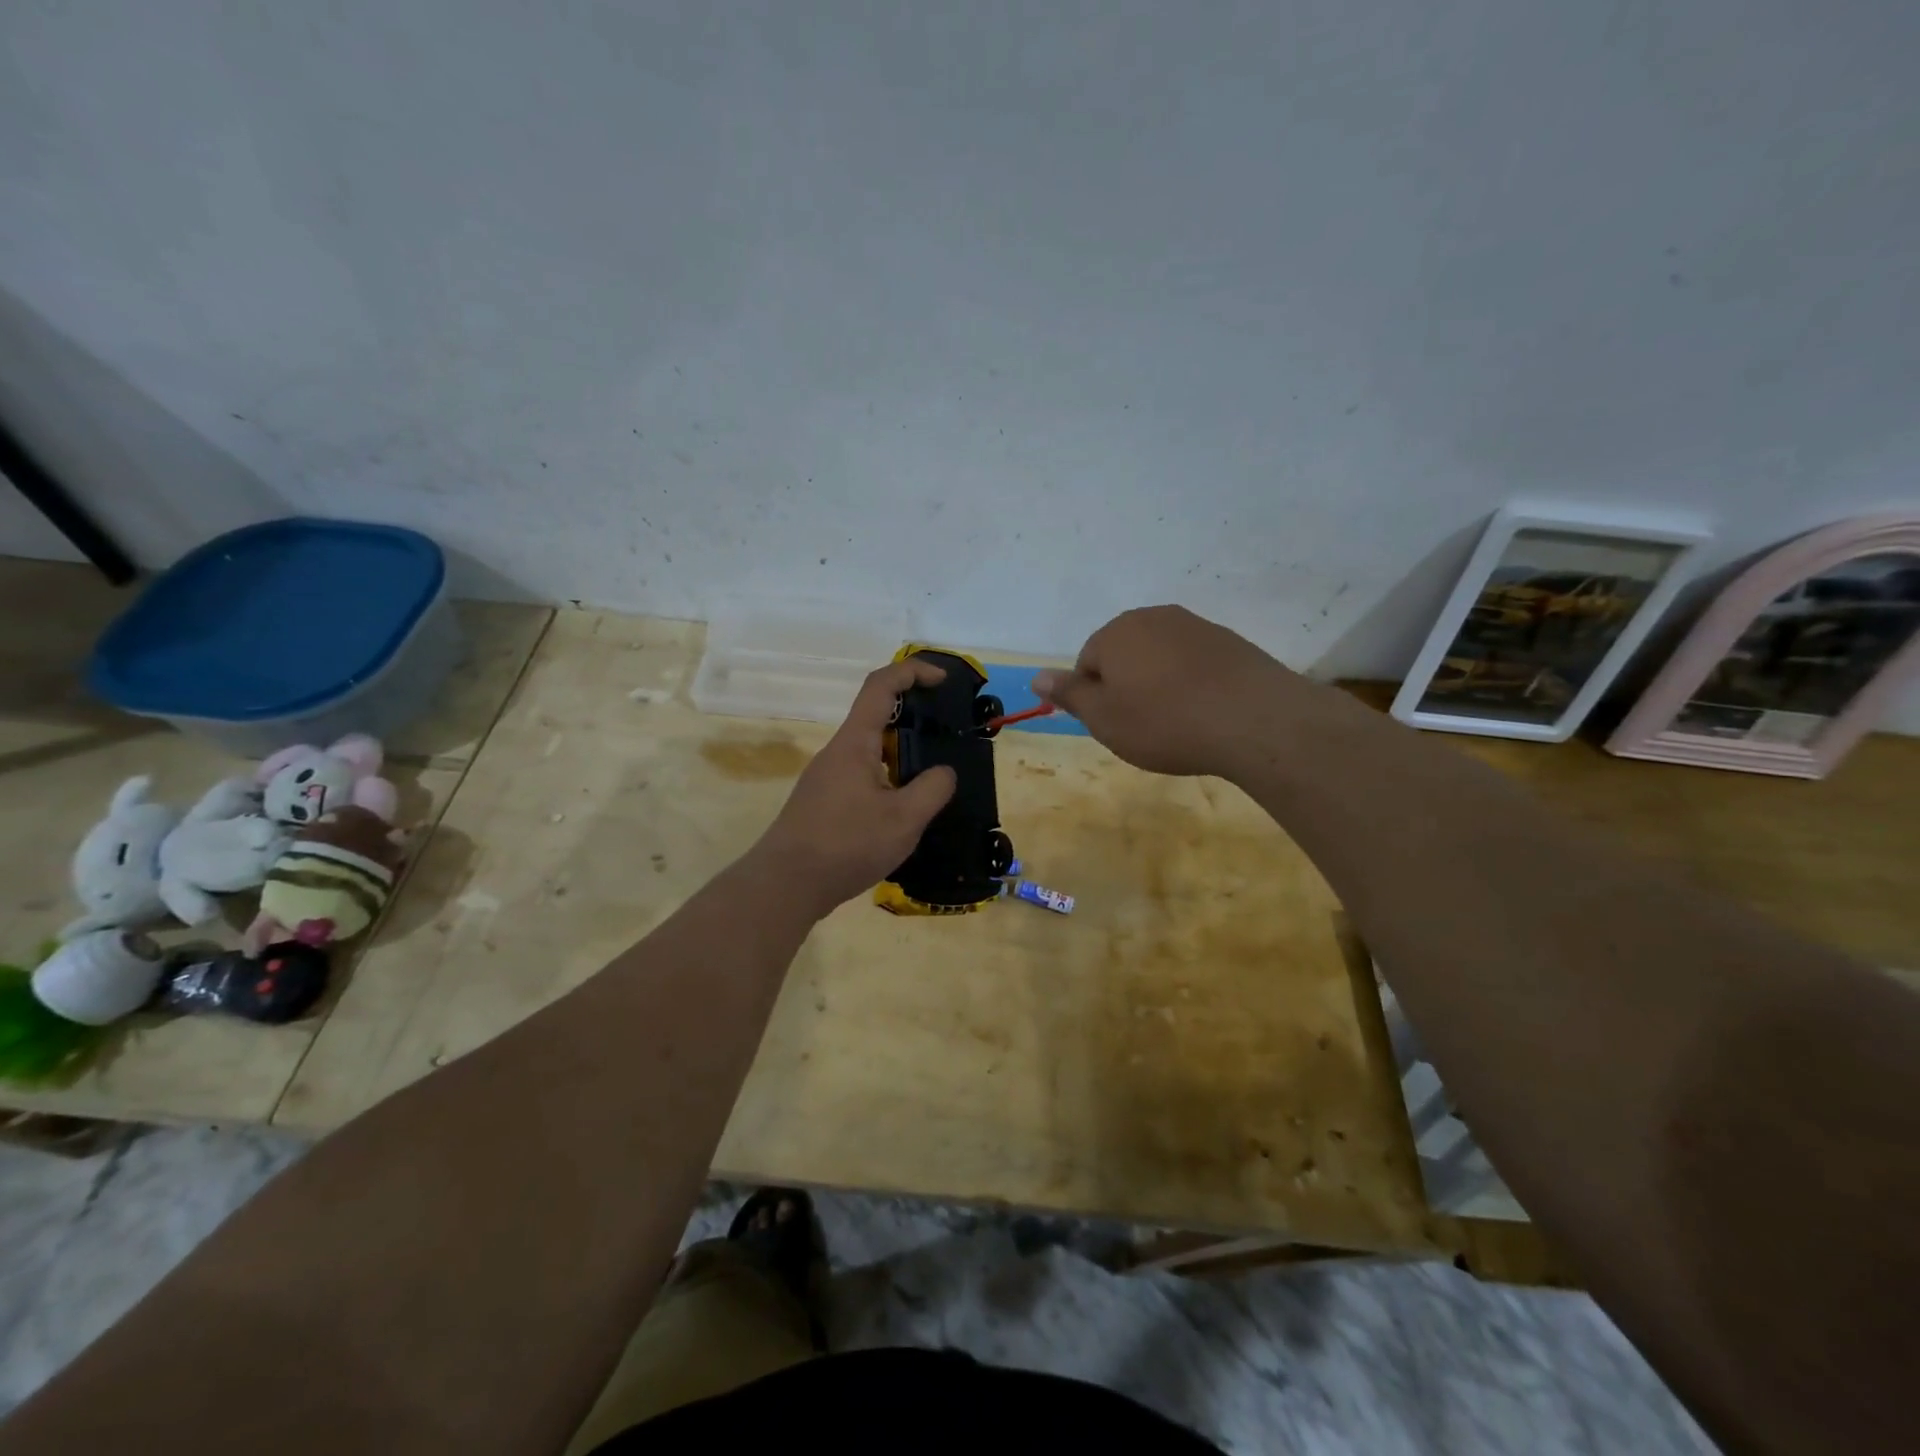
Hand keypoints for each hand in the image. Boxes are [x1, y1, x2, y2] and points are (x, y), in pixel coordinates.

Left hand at [750, 658, 957, 916]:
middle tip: (947, 736)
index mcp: (855, 743)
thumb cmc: (846, 845)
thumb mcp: (903, 819)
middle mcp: (837, 752)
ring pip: (870, 751)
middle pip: (876, 717)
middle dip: (914, 718)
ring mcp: (827, 777)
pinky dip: (888, 779)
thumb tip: (944, 773)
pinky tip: (904, 810)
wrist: (785, 885)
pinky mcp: (823, 802)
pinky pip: (862, 776)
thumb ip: (932, 790)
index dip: (913, 671)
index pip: (881, 685)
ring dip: (902, 755)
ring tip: (933, 779)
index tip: (942, 680)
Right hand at [1032, 605, 1303, 777]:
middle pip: (1124, 654)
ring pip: (1160, 658)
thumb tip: (1037, 676)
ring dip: (1160, 685)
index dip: (1095, 698)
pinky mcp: (1230, 641)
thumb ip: (1069, 694)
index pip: (1087, 662)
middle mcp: (1153, 618)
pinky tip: (1205, 712)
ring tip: (1176, 722)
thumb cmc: (1165, 723)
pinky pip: (1194, 663)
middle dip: (1127, 687)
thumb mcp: (1105, 718)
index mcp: (1116, 633)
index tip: (1115, 725)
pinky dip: (1192, 684)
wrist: (1254, 720)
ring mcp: (1195, 626)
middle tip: (1142, 726)